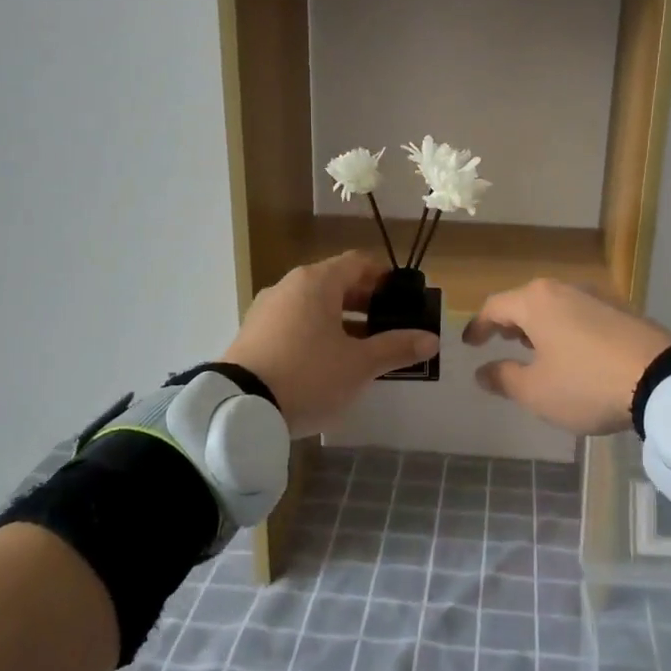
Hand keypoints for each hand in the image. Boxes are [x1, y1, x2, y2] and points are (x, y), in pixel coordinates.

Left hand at [222, 252, 438, 436]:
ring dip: (341, 319)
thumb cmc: (309, 375)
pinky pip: (294, 321)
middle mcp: (290, 285)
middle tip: (390, 325)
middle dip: (365, 301)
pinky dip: (316, 331)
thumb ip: (396, 348)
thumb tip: (431, 339)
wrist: (238, 408)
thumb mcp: (359, 365)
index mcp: (317, 282)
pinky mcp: (253, 333)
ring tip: (363, 347)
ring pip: (314, 304)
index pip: (358, 263)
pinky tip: (328, 360)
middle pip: (335, 282)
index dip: (384, 276)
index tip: (403, 297)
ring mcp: (267, 308)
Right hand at [462, 279, 670, 435]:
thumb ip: (504, 378)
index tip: (470, 344)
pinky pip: (580, 315)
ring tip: (534, 349)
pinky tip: (571, 353)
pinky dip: (565, 330)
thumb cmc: (586, 383)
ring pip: (555, 307)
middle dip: (510, 322)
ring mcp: (597, 297)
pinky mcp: (622, 311)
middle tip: (500, 341)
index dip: (479, 326)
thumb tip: (483, 371)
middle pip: (526, 301)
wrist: (662, 379)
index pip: (495, 306)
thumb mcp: (536, 391)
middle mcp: (564, 289)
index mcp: (536, 301)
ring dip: (539, 326)